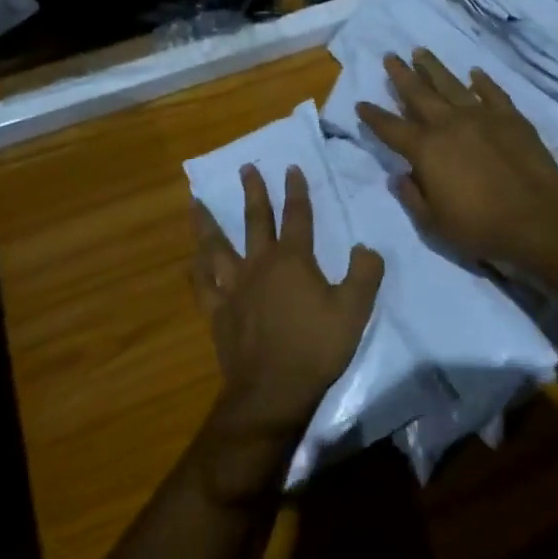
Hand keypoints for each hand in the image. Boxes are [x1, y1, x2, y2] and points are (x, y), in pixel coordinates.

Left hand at [191, 164, 383, 496]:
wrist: (273, 390)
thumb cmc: (316, 347)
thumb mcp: (354, 309)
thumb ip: (365, 273)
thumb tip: (365, 248)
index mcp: (293, 260)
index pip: (297, 216)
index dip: (296, 190)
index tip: (291, 168)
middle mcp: (260, 264)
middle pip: (255, 220)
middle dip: (253, 192)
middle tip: (246, 167)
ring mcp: (234, 287)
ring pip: (217, 246)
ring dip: (208, 222)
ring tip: (196, 201)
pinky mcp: (217, 311)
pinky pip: (202, 284)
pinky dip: (196, 268)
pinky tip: (192, 259)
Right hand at [357, 49, 557, 281]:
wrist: (537, 220)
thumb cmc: (480, 228)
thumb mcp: (434, 223)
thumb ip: (412, 196)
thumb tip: (398, 175)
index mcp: (426, 150)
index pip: (391, 128)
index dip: (374, 116)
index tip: (361, 103)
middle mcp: (450, 125)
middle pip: (419, 94)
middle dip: (401, 76)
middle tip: (390, 56)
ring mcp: (483, 117)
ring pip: (452, 85)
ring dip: (434, 68)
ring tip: (420, 52)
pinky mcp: (512, 119)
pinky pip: (493, 93)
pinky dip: (482, 82)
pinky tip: (474, 73)